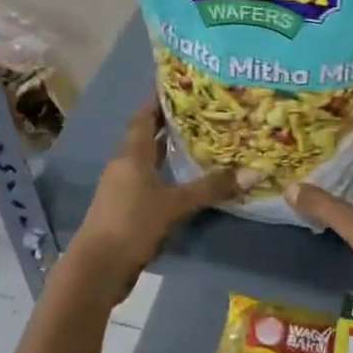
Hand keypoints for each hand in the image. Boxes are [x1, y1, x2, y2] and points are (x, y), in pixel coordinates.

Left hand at [67, 101, 246, 301]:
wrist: (97, 269)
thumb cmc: (131, 224)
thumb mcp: (174, 205)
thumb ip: (211, 188)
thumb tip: (254, 172)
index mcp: (131, 154)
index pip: (144, 116)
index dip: (159, 99)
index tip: (180, 83)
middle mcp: (125, 164)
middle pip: (147, 135)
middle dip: (170, 122)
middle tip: (202, 110)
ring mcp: (123, 188)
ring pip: (148, 159)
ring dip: (169, 149)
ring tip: (200, 139)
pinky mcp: (127, 209)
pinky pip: (150, 181)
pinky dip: (167, 174)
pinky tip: (187, 179)